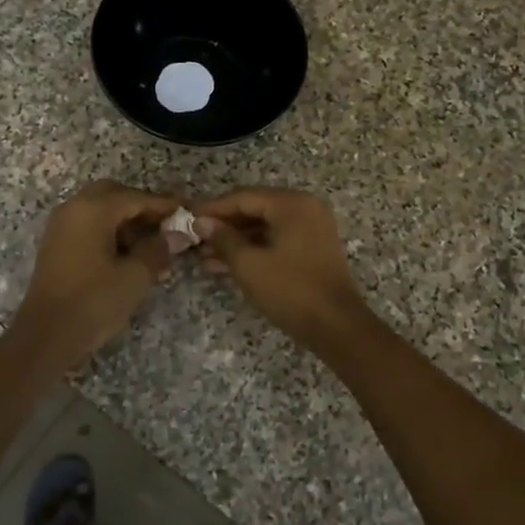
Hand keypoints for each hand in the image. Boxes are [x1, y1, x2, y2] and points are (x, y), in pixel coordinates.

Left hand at [9, 181, 187, 369]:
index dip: (163, 205)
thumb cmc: (94, 302)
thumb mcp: (135, 276)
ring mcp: (61, 226)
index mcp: (93, 209)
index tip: (186, 213)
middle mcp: (74, 208)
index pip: (136, 197)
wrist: (46, 336)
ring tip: (152, 250)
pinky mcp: (56, 244)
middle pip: (115, 195)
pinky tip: (128, 258)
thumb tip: (178, 234)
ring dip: (126, 222)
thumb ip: (158, 249)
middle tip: (165, 227)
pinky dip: (109, 233)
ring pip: (100, 210)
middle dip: (142, 209)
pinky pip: (88, 226)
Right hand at [193, 188, 370, 347]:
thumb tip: (201, 222)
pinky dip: (253, 250)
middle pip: (255, 209)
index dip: (213, 208)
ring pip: (264, 227)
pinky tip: (224, 265)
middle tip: (194, 239)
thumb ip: (223, 239)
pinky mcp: (311, 248)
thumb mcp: (249, 264)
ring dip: (235, 241)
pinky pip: (276, 240)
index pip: (244, 197)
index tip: (187, 218)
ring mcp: (311, 228)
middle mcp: (304, 208)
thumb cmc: (290, 290)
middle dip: (224, 226)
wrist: (336, 326)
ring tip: (203, 256)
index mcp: (292, 204)